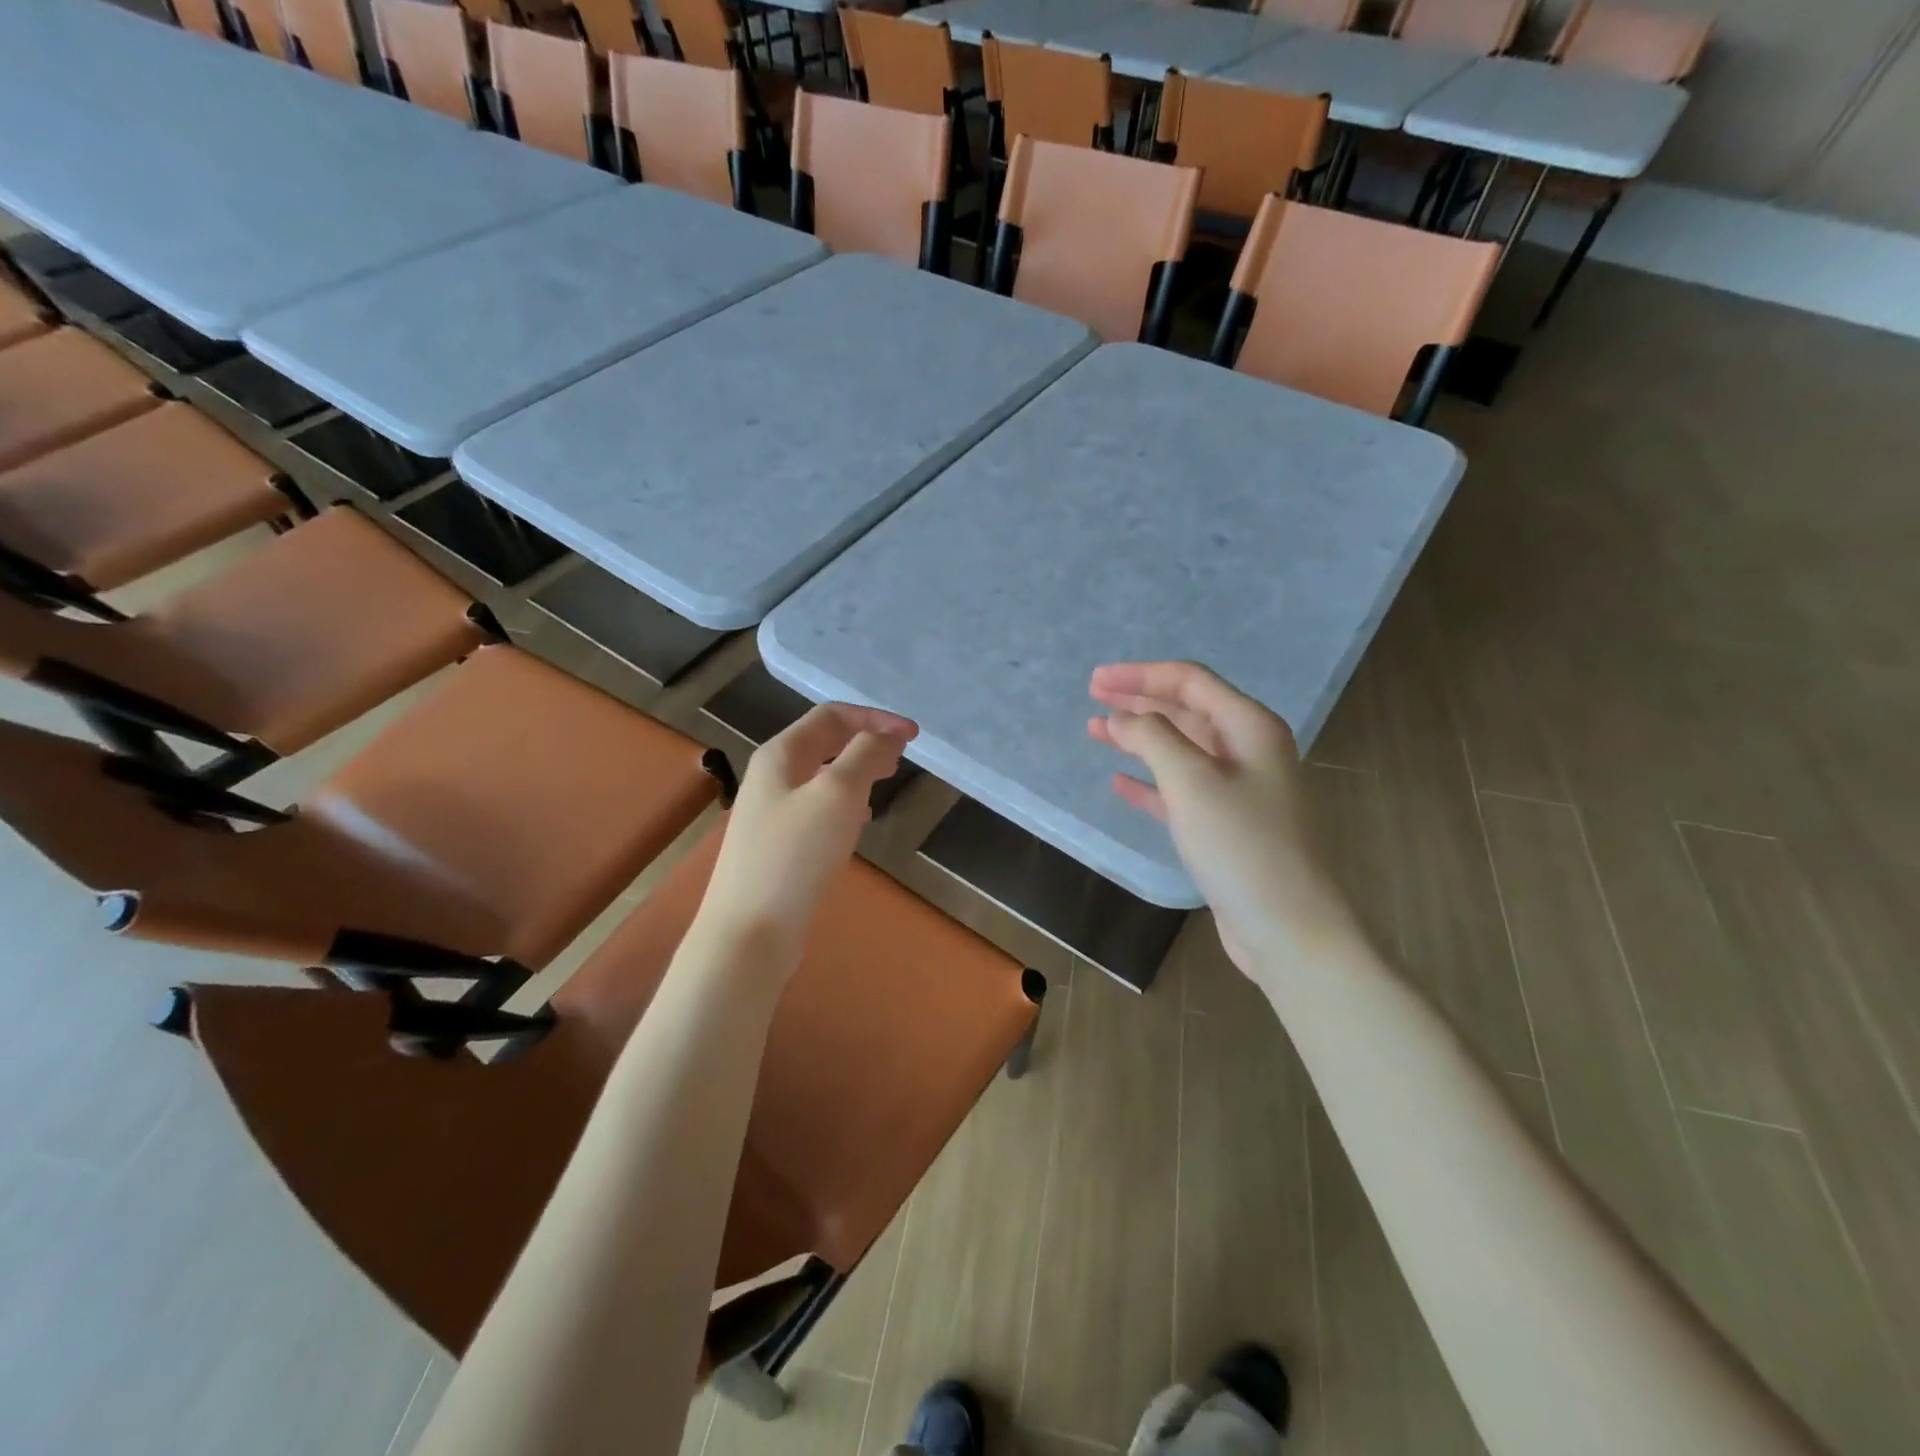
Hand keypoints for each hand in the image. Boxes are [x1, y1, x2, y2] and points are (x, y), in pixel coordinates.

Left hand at [696, 702, 916, 966]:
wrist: (749, 931)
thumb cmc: (795, 855)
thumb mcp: (838, 794)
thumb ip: (865, 755)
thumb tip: (887, 735)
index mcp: (780, 754)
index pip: (832, 716)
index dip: (875, 718)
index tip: (913, 737)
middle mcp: (772, 776)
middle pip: (824, 742)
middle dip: (865, 741)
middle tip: (900, 758)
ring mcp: (771, 812)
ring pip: (822, 776)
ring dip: (856, 772)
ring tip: (884, 784)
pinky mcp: (778, 846)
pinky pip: (817, 808)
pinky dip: (845, 803)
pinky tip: (858, 823)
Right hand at [1088, 662, 1358, 975]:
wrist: (1289, 928)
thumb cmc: (1242, 845)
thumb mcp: (1192, 781)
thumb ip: (1153, 738)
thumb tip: (1123, 718)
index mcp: (1249, 727)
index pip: (1190, 682)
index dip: (1141, 676)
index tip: (1096, 680)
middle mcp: (1248, 750)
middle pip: (1186, 711)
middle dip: (1139, 701)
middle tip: (1093, 697)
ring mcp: (1239, 790)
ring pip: (1181, 750)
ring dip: (1139, 739)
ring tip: (1097, 731)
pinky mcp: (1227, 826)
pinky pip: (1181, 791)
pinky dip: (1150, 783)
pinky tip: (1121, 783)